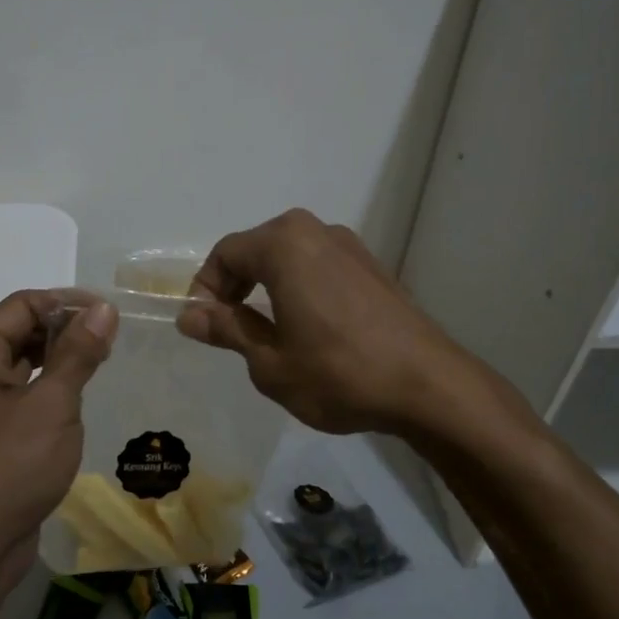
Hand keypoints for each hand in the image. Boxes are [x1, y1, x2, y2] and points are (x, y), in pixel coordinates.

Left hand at [0, 289, 117, 580]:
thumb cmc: (10, 467)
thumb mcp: (52, 404)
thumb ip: (78, 352)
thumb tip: (103, 308)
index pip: (24, 304)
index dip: (69, 303)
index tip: (112, 315)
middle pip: (19, 328)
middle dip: (66, 330)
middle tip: (112, 341)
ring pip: (21, 360)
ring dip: (60, 358)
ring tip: (102, 363)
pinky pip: (18, 390)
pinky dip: (47, 386)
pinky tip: (78, 396)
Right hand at [176, 210, 489, 437]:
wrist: (429, 386)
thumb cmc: (338, 374)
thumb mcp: (269, 361)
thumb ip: (227, 329)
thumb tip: (189, 315)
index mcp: (284, 244)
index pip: (226, 254)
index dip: (205, 289)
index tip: (201, 327)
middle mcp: (316, 232)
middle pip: (257, 249)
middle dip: (235, 286)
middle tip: (228, 331)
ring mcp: (350, 247)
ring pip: (290, 258)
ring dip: (267, 287)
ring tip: (266, 333)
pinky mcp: (372, 267)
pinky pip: (319, 267)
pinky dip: (299, 289)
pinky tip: (307, 329)